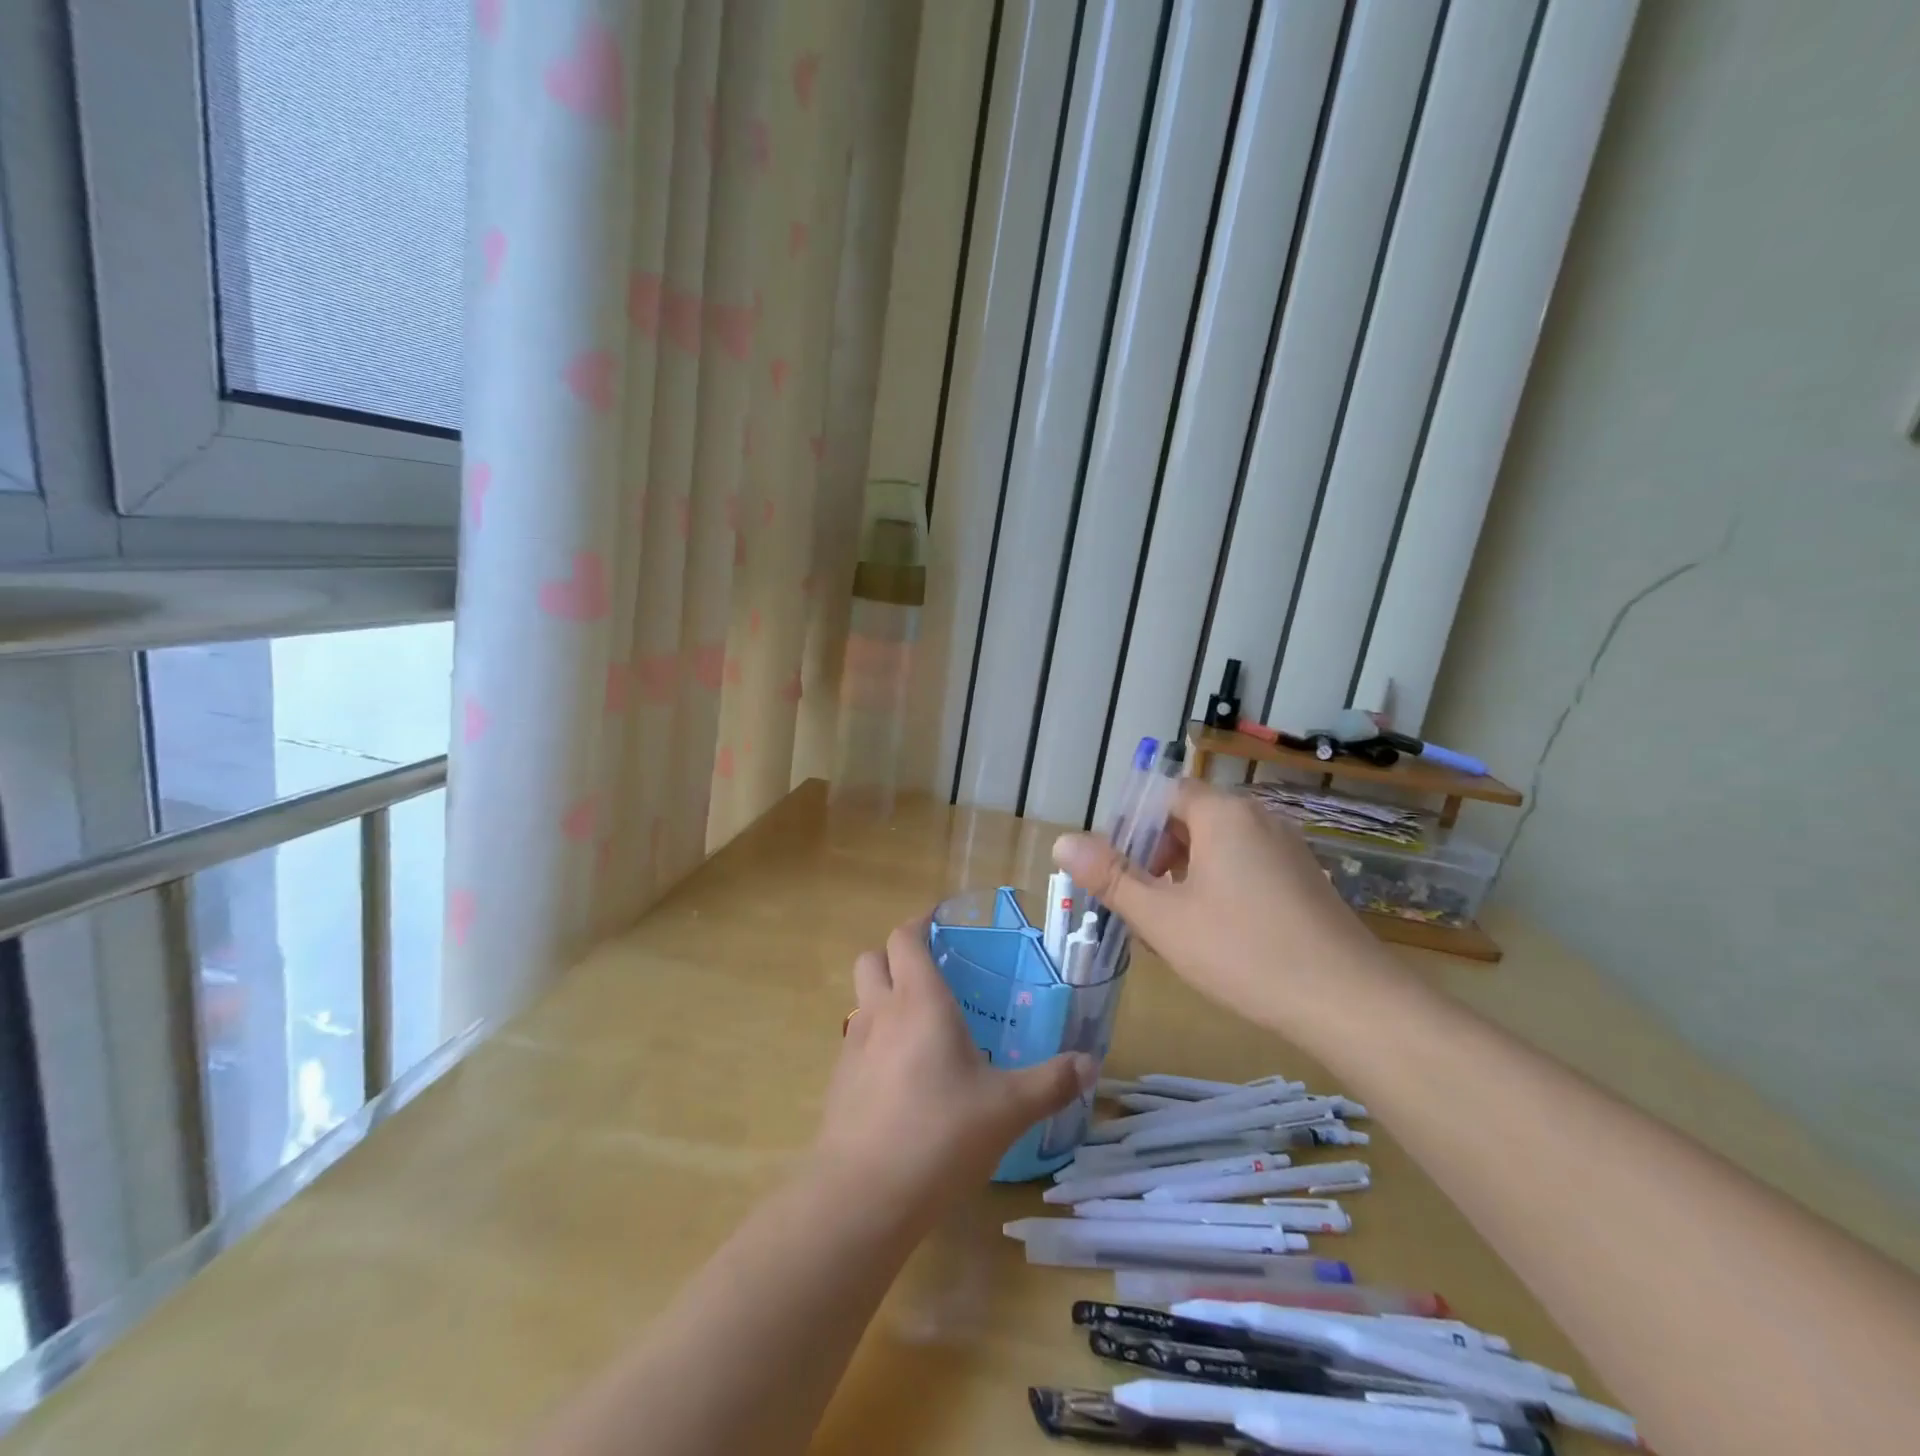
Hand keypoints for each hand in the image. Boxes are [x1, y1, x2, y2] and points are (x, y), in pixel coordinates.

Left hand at [813, 920, 1094, 1223]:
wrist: (863, 1195)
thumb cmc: (940, 1134)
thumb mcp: (1008, 1108)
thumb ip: (1051, 1082)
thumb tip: (1090, 1063)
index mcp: (919, 1000)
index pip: (905, 938)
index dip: (920, 923)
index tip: (940, 922)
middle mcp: (880, 1011)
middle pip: (872, 958)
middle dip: (896, 954)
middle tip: (932, 970)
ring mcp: (852, 1046)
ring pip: (861, 998)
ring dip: (883, 995)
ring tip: (921, 1023)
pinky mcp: (838, 1081)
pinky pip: (856, 1040)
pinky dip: (875, 1038)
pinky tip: (902, 1074)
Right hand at [1051, 779, 1381, 1031]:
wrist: (1350, 1003)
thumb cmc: (1245, 952)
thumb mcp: (1163, 917)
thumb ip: (1111, 877)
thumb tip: (1062, 841)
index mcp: (1222, 814)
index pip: (1162, 796)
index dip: (1130, 828)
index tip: (1116, 872)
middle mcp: (1258, 819)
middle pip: (1188, 820)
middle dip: (1155, 856)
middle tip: (1138, 904)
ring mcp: (1287, 849)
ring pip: (1217, 848)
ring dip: (1184, 876)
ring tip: (1170, 926)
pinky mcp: (1304, 880)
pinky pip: (1245, 868)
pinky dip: (1218, 888)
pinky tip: (1214, 936)